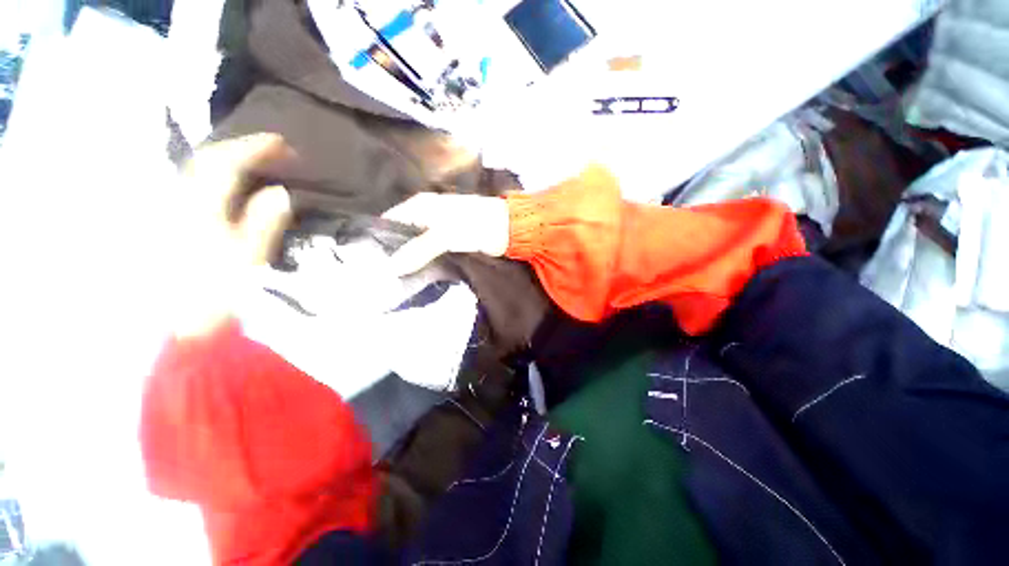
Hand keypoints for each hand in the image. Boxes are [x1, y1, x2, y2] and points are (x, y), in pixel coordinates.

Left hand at [171, 134, 294, 338]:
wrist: (181, 318)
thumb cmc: (218, 288)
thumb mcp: (248, 257)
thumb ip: (263, 222)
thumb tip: (280, 193)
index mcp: (200, 206)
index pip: (225, 163)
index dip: (254, 148)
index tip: (282, 143)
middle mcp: (181, 198)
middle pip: (208, 160)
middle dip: (241, 148)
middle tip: (272, 148)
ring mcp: (173, 207)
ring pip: (200, 169)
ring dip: (229, 158)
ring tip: (256, 158)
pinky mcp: (174, 218)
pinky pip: (196, 184)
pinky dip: (218, 175)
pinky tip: (232, 179)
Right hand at [382, 193, 509, 275]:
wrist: (508, 229)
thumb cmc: (475, 225)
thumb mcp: (444, 235)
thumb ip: (418, 249)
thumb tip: (391, 267)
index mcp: (421, 205)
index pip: (390, 220)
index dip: (380, 238)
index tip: (369, 260)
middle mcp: (426, 215)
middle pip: (402, 234)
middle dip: (394, 252)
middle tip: (380, 274)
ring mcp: (438, 229)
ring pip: (417, 245)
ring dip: (409, 259)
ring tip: (394, 279)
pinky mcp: (450, 242)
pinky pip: (431, 252)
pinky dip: (424, 261)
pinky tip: (416, 274)